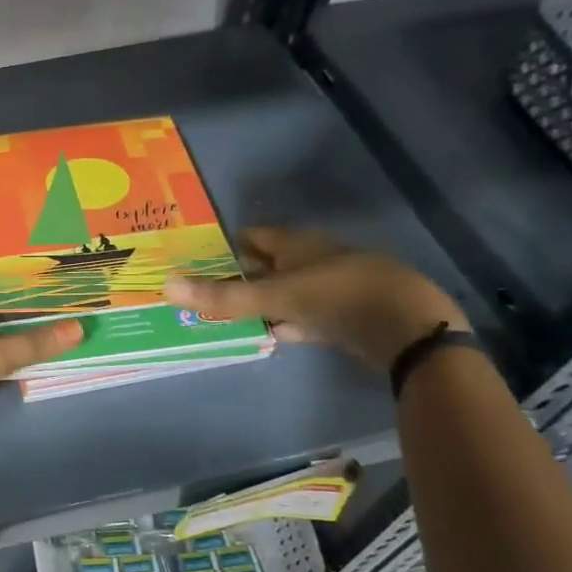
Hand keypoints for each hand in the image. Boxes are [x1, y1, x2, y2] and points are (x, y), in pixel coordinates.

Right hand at [164, 228, 467, 373]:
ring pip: (287, 291)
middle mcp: (312, 259)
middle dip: (240, 276)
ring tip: (230, 317)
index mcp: (296, 244)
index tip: (197, 261)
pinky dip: (288, 323)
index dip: (225, 246)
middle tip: (206, 292)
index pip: (252, 237)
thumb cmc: (336, 296)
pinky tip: (272, 335)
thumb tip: (165, 285)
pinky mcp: (345, 315)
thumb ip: (222, 296)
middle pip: (268, 264)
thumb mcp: (273, 296)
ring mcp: (331, 287)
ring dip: (263, 302)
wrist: (406, 326)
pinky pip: (306, 316)